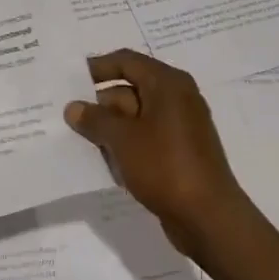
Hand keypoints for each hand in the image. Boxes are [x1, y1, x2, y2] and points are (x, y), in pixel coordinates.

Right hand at [65, 49, 250, 259]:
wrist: (209, 218)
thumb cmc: (165, 166)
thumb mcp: (122, 139)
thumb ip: (95, 119)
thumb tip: (73, 107)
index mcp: (167, 84)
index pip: (127, 61)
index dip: (98, 67)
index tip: (71, 79)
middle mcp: (178, 98)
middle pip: (130, 89)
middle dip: (101, 103)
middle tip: (69, 116)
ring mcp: (181, 126)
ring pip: (137, 116)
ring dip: (111, 127)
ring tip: (81, 140)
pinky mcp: (181, 152)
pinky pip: (147, 137)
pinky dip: (127, 144)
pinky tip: (107, 160)